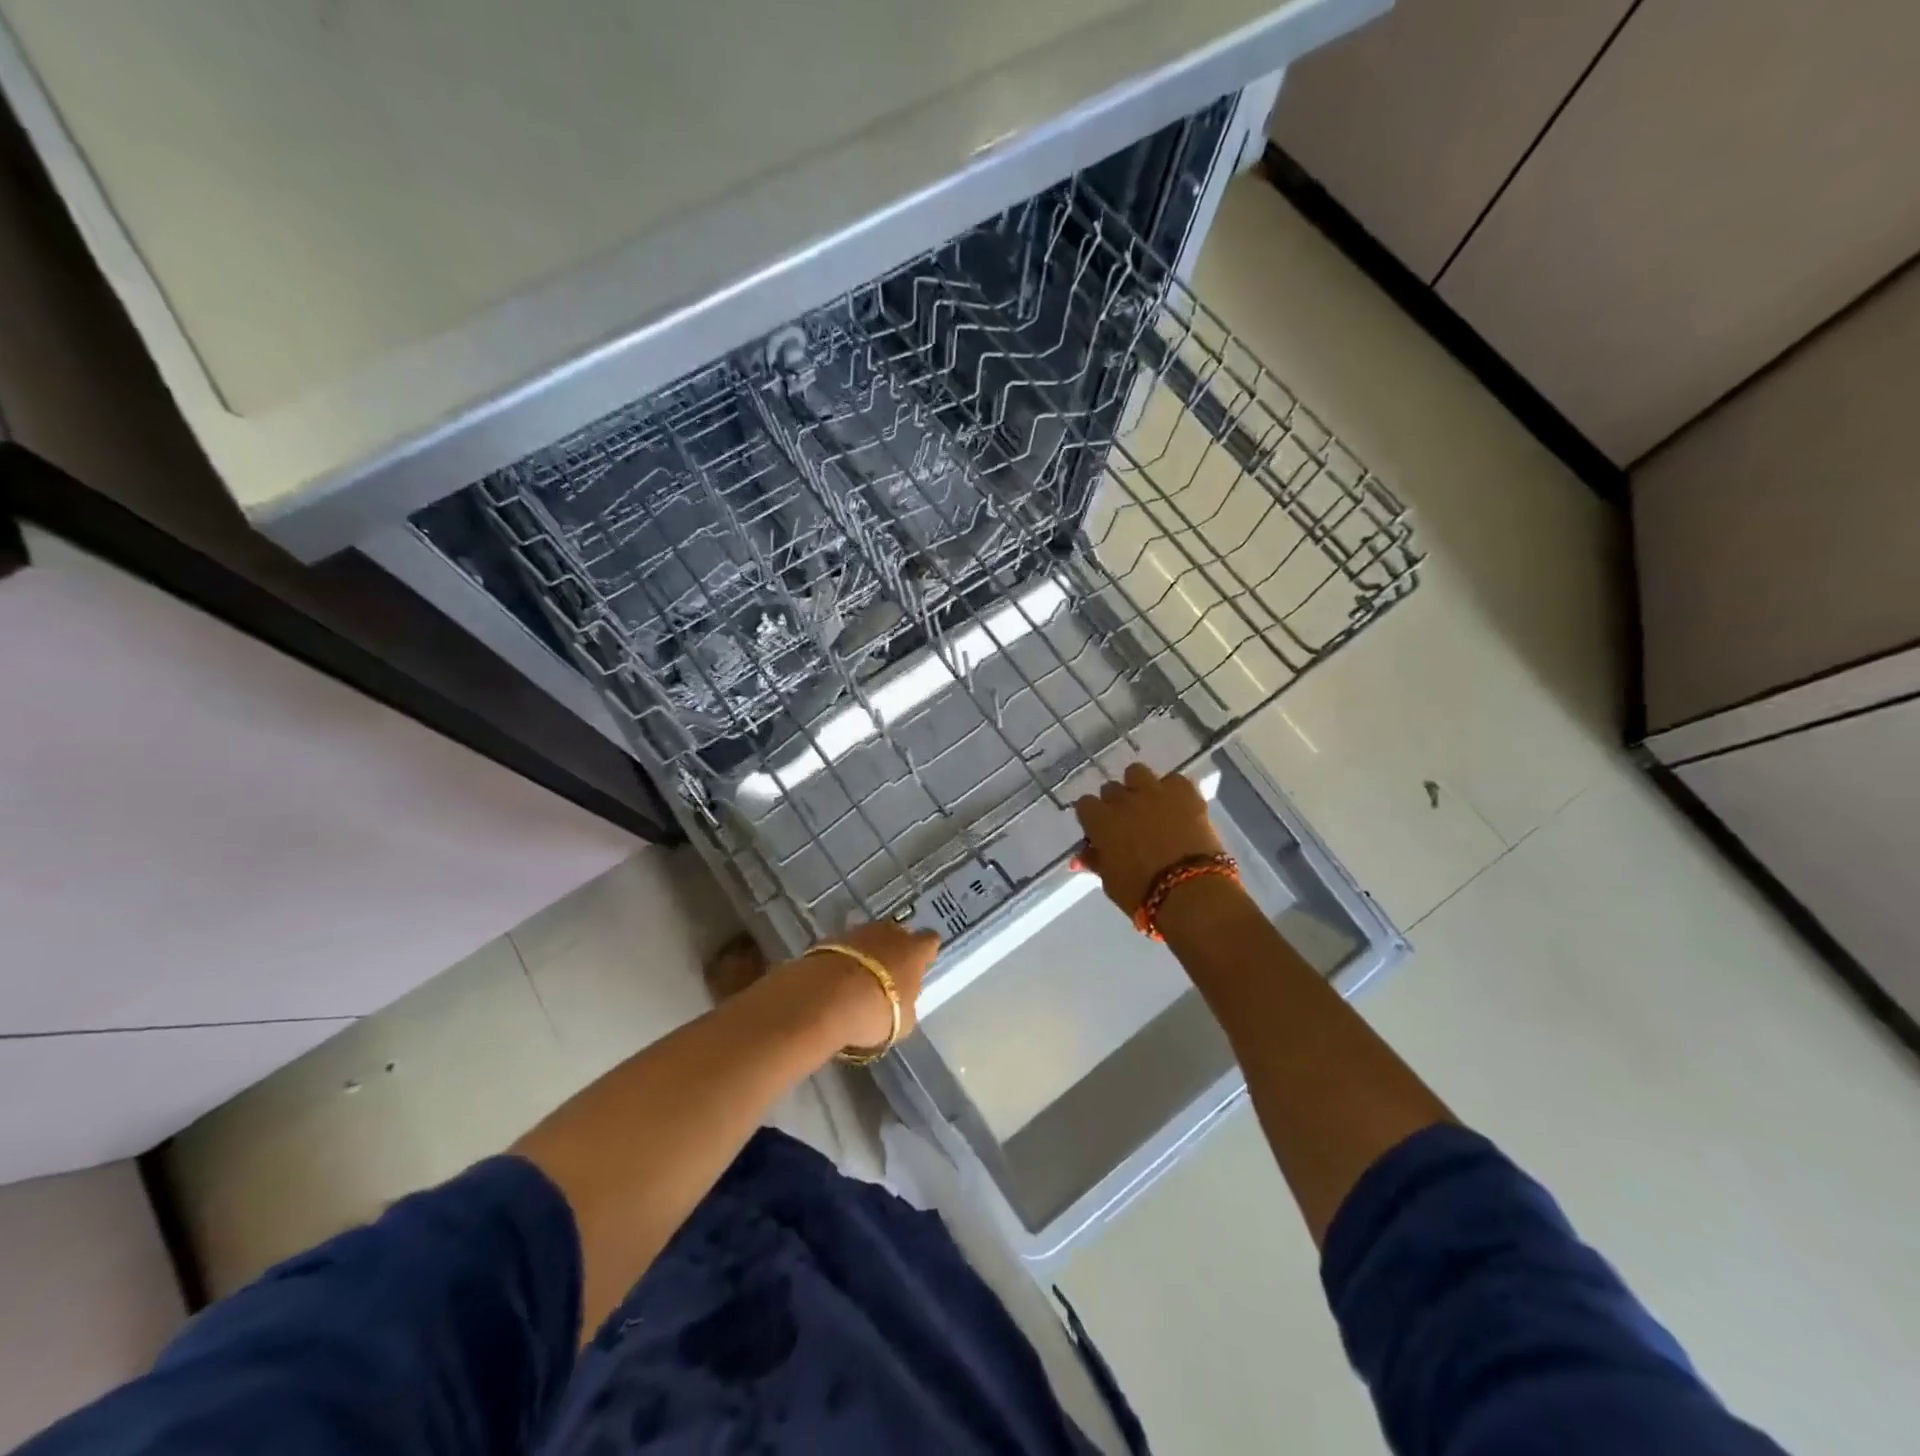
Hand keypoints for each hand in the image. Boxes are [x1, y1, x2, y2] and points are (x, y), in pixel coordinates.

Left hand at [804, 918, 939, 1047]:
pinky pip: (844, 948)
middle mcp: (889, 933)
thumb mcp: (903, 1021)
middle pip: (898, 934)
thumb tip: (902, 1002)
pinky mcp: (829, 938)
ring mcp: (857, 932)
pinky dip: (843, 960)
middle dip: (895, 950)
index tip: (921, 965)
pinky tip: (836, 981)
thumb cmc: (874, 1011)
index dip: (926, 952)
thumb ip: (906, 1005)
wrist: (824, 998)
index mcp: (914, 951)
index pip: (930, 941)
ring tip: (859, 980)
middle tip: (889, 975)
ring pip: (869, 938)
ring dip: (867, 954)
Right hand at [1073, 762, 1225, 917]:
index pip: (1085, 805)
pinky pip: (1173, 780)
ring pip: (1137, 773)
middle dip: (1116, 804)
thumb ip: (1096, 861)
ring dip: (1139, 787)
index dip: (1092, 818)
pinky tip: (1178, 807)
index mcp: (1100, 821)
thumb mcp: (1111, 882)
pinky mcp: (1185, 792)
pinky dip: (1173, 791)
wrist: (1192, 892)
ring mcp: (1155, 792)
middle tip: (1128, 824)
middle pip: (1111, 789)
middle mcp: (1123, 800)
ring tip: (1150, 806)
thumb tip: (1083, 855)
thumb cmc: (1143, 895)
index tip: (1100, 831)